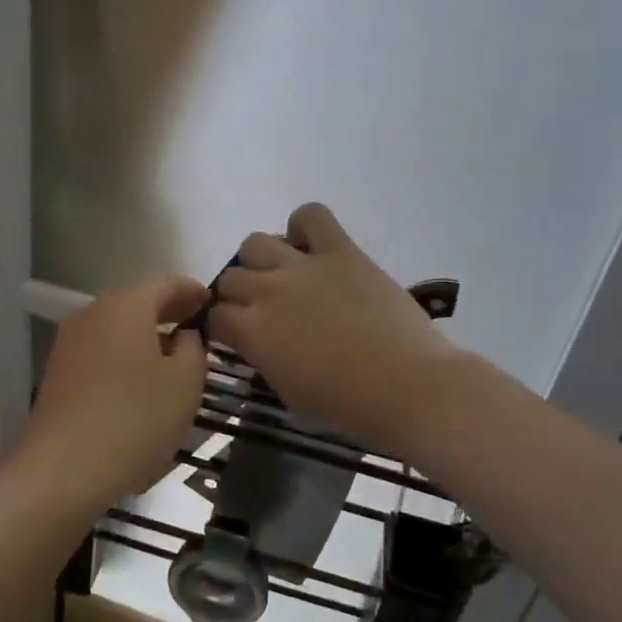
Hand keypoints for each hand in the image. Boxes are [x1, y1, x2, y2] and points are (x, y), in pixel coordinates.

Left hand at [21, 275, 210, 503]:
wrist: (64, 468)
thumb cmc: (136, 418)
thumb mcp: (185, 382)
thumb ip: (193, 348)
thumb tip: (183, 335)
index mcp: (127, 305)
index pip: (167, 283)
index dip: (193, 291)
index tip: (213, 304)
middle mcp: (93, 312)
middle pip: (138, 302)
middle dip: (168, 312)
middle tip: (196, 327)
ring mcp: (70, 342)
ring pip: (117, 328)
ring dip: (145, 336)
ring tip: (171, 358)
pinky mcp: (58, 372)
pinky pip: (101, 352)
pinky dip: (124, 357)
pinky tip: (139, 382)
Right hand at [210, 203, 462, 454]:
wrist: (406, 385)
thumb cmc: (347, 405)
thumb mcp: (289, 393)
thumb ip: (265, 361)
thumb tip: (261, 346)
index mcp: (252, 331)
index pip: (214, 316)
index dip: (222, 326)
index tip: (235, 336)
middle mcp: (268, 290)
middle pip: (231, 276)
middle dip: (239, 295)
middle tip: (261, 310)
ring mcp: (303, 265)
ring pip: (256, 242)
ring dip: (261, 261)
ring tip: (283, 277)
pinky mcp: (341, 251)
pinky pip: (311, 215)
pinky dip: (305, 227)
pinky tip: (313, 248)